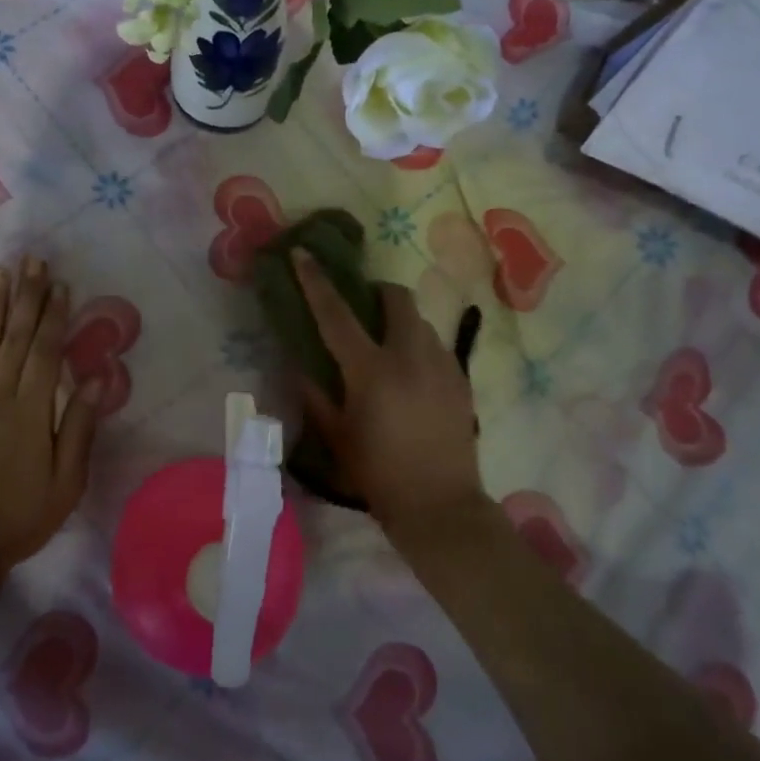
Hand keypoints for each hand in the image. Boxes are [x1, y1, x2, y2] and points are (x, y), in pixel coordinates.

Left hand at [0, 258, 99, 586]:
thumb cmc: (17, 519)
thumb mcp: (65, 482)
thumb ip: (78, 427)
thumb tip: (95, 378)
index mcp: (31, 410)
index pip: (45, 351)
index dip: (55, 316)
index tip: (60, 285)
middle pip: (15, 338)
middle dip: (26, 297)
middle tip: (32, 261)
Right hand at [291, 248, 485, 534]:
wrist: (440, 507)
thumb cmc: (378, 474)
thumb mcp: (336, 437)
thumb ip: (315, 395)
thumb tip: (298, 366)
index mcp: (371, 370)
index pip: (337, 314)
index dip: (316, 281)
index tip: (304, 254)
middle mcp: (410, 356)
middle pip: (396, 298)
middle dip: (377, 291)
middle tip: (363, 307)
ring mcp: (441, 365)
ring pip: (420, 320)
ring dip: (399, 321)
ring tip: (388, 346)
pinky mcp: (461, 380)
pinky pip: (436, 346)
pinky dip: (419, 346)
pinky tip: (411, 375)